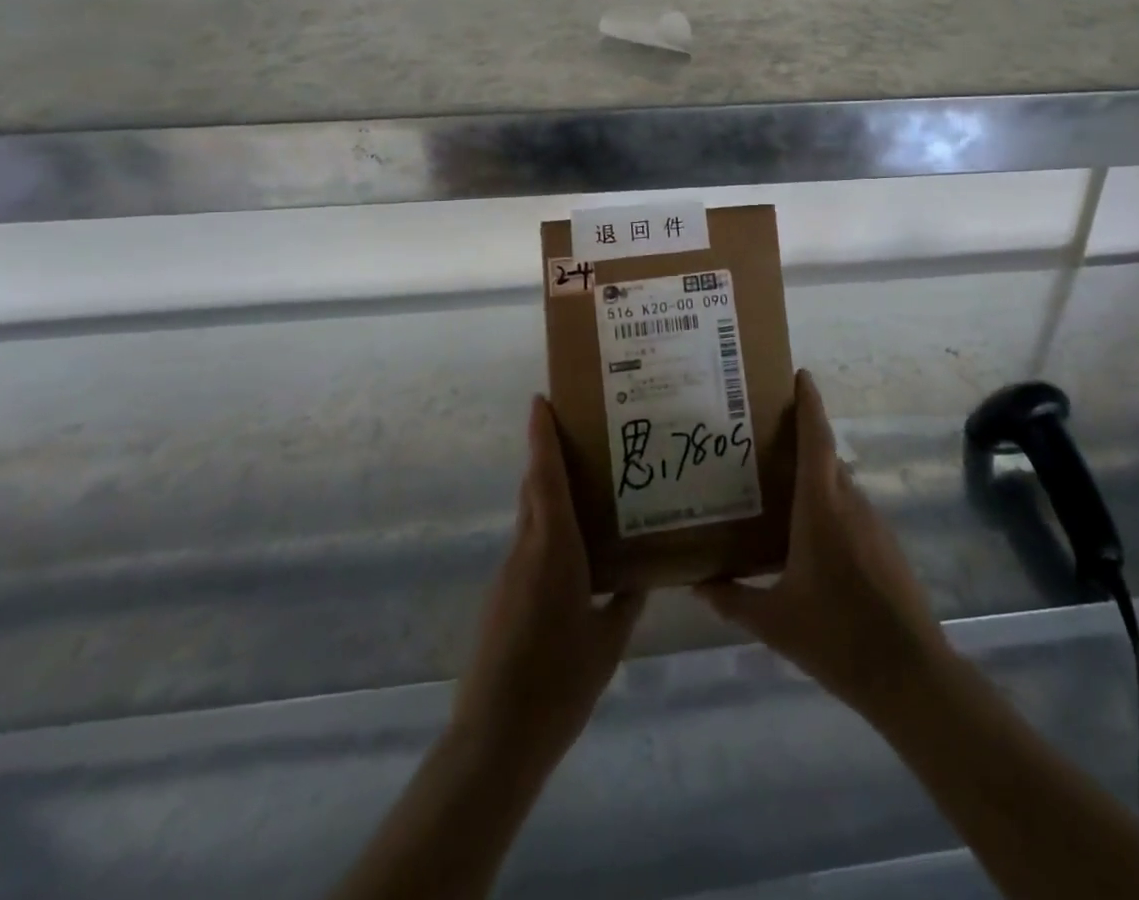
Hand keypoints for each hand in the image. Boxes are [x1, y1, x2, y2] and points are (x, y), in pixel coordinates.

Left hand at [452, 397, 644, 764]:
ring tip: (589, 489)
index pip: (545, 477)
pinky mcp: (501, 598)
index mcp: (554, 549)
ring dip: (550, 493)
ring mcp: (509, 574)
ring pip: (531, 518)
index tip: (540, 400)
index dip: (542, 436)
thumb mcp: (607, 640)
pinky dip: (547, 531)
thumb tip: (642, 574)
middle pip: (535, 488)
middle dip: (549, 455)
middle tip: (583, 434)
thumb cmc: (559, 681)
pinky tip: (575, 553)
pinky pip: (528, 547)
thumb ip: (625, 601)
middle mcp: (527, 550)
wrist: (496, 738)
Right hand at [693, 370, 947, 713]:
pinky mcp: (885, 545)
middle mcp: (849, 503)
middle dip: (801, 438)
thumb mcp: (775, 621)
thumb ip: (733, 600)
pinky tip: (808, 534)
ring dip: (814, 475)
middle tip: (762, 437)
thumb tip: (697, 586)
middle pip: (825, 456)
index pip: (815, 438)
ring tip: (778, 485)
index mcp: (821, 507)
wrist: (909, 672)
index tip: (800, 374)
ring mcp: (873, 523)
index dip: (809, 403)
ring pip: (839, 484)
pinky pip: (851, 509)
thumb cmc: (836, 636)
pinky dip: (829, 504)